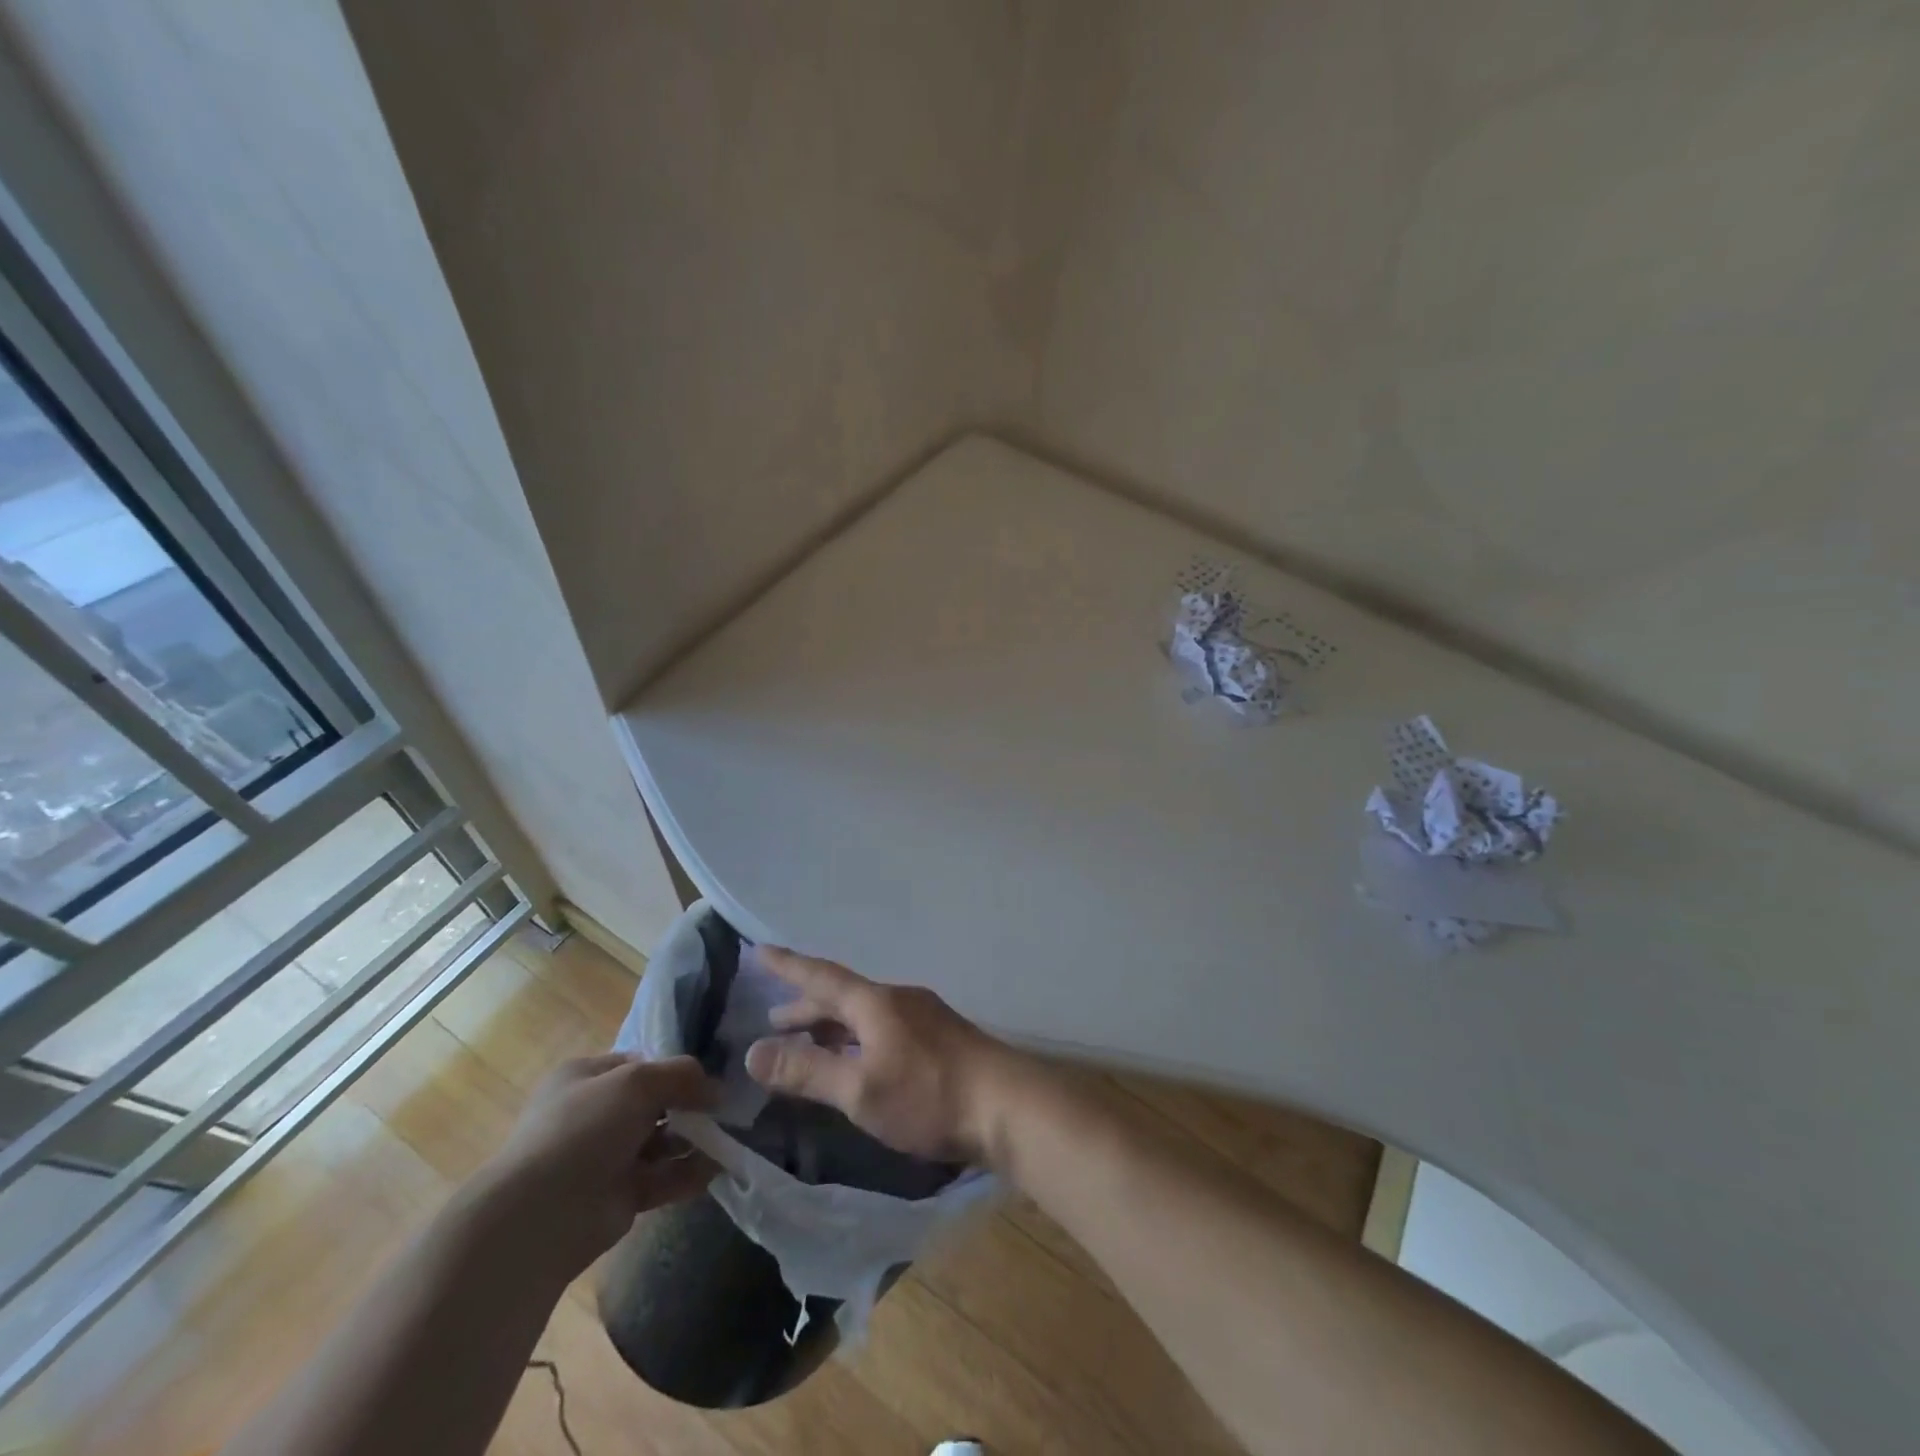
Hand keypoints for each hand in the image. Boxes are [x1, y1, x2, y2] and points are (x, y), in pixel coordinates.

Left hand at [479, 1054, 718, 1272]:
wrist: (541, 1216)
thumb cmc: (585, 1129)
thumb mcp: (637, 1081)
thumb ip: (681, 1075)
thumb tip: (717, 1089)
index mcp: (585, 1078)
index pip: (639, 1064)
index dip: (674, 1069)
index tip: (708, 1078)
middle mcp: (594, 1115)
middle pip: (654, 1103)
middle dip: (690, 1106)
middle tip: (724, 1110)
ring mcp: (605, 1158)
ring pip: (661, 1142)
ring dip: (694, 1140)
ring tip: (727, 1139)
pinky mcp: (618, 1196)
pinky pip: (662, 1178)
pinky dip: (688, 1173)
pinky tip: (715, 1168)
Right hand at [742, 947, 1022, 1163]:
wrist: (1007, 1106)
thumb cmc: (928, 1096)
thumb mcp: (860, 1090)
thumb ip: (807, 1071)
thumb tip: (752, 1051)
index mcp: (876, 1002)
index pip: (821, 977)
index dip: (788, 966)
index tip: (759, 951)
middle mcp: (899, 1000)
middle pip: (843, 996)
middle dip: (808, 1008)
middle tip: (776, 1020)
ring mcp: (924, 1018)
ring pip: (866, 1014)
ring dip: (834, 1025)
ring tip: (811, 1042)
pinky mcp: (940, 1040)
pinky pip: (884, 1028)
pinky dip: (859, 1039)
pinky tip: (860, 1061)